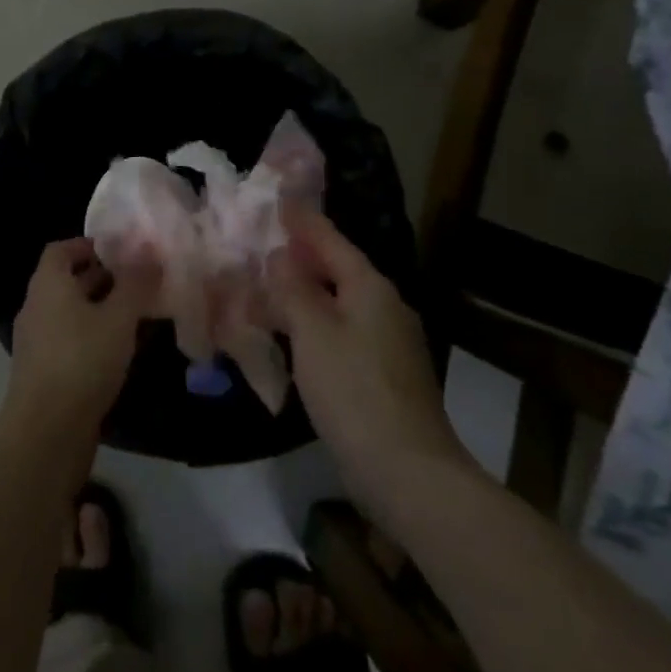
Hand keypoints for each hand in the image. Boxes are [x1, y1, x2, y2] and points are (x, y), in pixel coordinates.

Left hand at [5, 238, 154, 441]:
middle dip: (102, 277)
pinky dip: (93, 335)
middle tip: (138, 280)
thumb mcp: (118, 318)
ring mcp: (37, 341)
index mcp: (48, 284)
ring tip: (137, 313)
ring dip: (100, 308)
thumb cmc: (82, 360)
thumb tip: (149, 253)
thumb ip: (135, 284)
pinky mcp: (43, 371)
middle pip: (67, 280)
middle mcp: (36, 306)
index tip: (120, 250)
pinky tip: (120, 350)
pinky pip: (69, 339)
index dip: (89, 244)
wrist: (46, 431)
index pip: (61, 249)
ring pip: (70, 312)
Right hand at [265, 204, 471, 498]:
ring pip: (338, 304)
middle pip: (337, 270)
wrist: (408, 473)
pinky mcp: (382, 374)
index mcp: (371, 288)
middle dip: (301, 257)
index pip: (331, 240)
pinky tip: (291, 334)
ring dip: (304, 293)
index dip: (303, 220)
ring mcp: (387, 343)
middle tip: (262, 244)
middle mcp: (384, 307)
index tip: (278, 199)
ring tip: (266, 287)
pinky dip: (313, 325)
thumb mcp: (314, 332)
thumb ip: (294, 289)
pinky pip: (341, 332)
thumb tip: (280, 255)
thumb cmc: (355, 391)